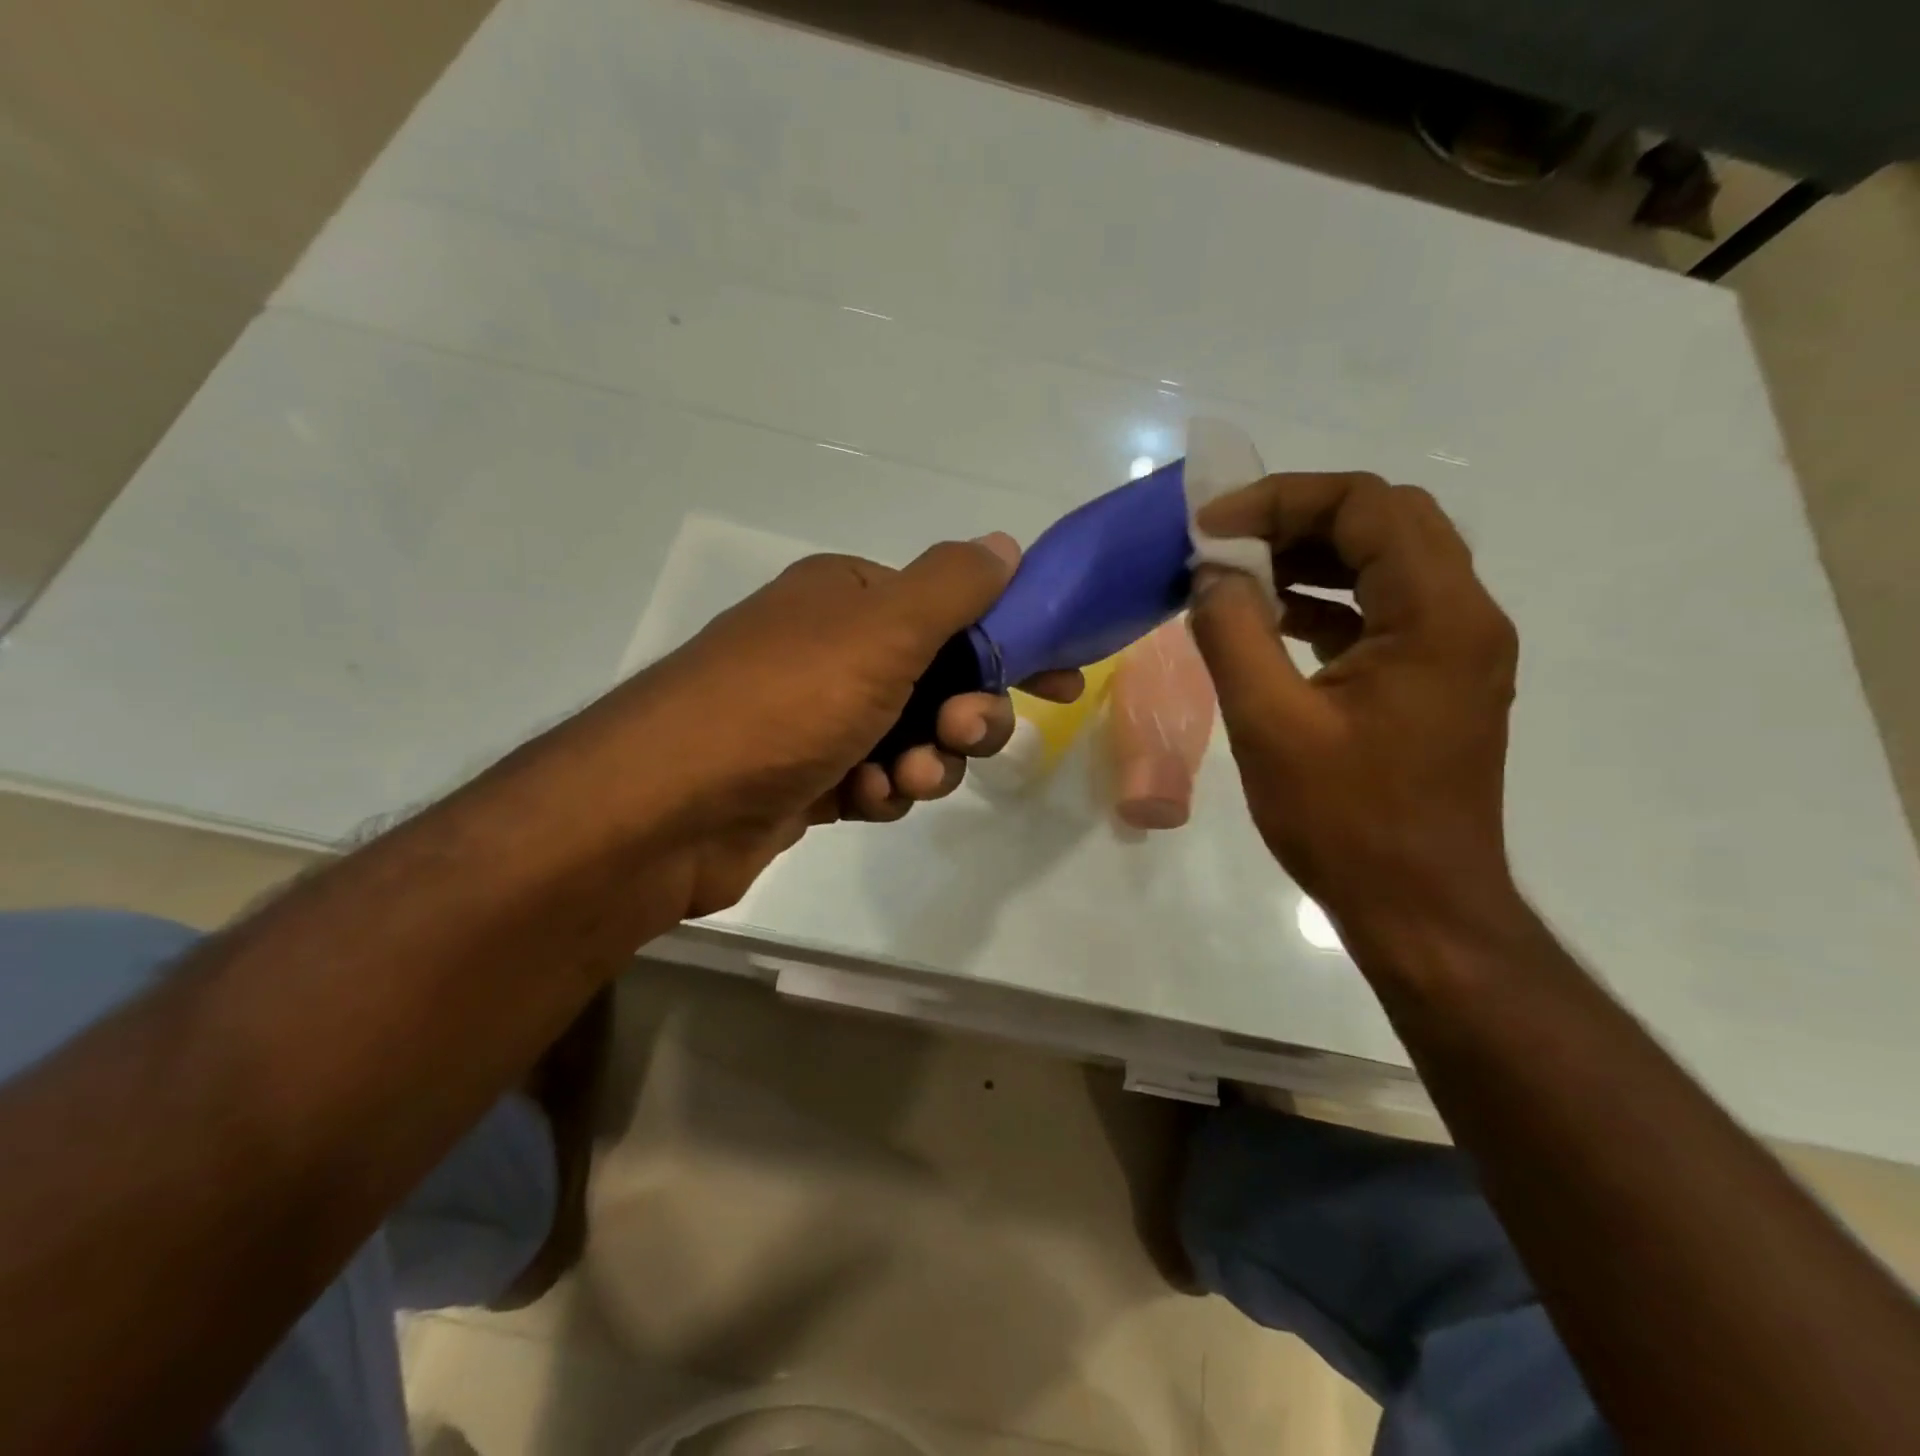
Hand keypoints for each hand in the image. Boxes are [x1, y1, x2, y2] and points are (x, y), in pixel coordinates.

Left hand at [621, 532, 1079, 915]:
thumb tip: (1003, 544)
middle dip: (964, 714)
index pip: (956, 611)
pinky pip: (877, 779)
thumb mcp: (881, 630)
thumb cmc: (785, 701)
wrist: (669, 807)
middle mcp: (834, 650)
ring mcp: (819, 717)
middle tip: (961, 733)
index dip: (1013, 645)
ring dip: (925, 762)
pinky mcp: (807, 777)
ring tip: (900, 782)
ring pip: (914, 738)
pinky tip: (862, 800)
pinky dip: (881, 791)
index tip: (1062, 683)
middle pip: (941, 680)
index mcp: (851, 599)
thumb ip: (952, 587)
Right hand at [1187, 472, 1519, 944]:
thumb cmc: (1346, 821)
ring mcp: (1456, 650)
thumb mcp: (1270, 724)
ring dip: (1313, 557)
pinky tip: (1273, 621)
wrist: (1419, 908)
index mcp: (1438, 616)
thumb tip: (1211, 574)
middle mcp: (1465, 616)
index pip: (1369, 505)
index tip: (1211, 529)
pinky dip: (1328, 601)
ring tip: (1240, 575)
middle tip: (1227, 544)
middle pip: (1387, 522)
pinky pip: (1383, 611)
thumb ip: (1233, 633)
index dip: (1282, 501)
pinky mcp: (1435, 681)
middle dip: (1299, 519)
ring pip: (1387, 563)